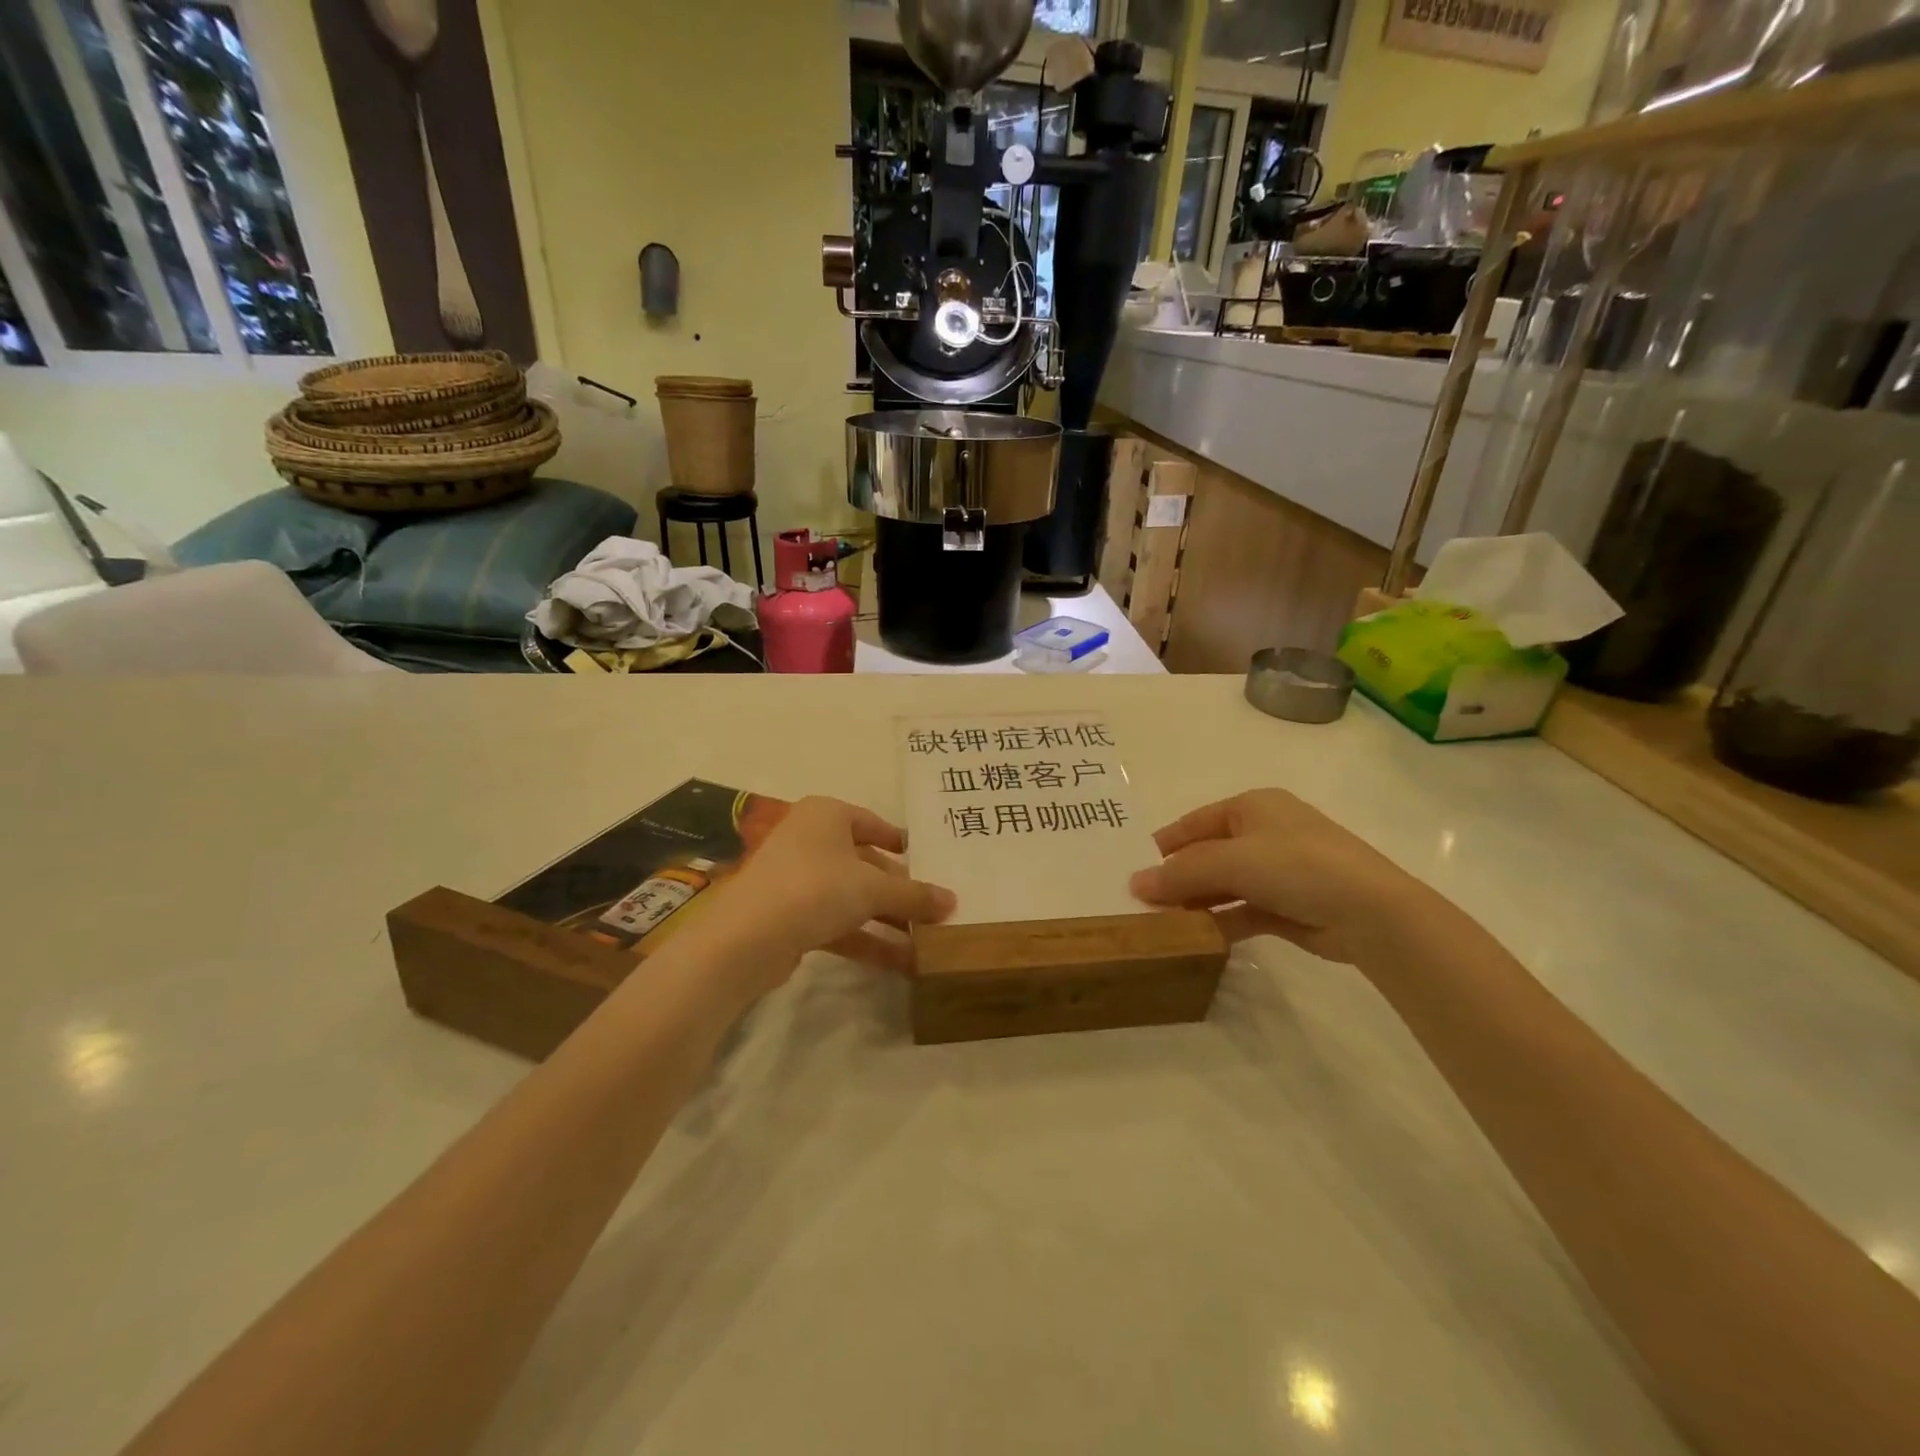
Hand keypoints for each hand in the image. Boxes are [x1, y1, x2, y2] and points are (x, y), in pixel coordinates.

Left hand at [700, 796, 954, 989]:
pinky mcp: (791, 917)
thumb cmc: (814, 888)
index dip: (902, 842)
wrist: (745, 939)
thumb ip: (914, 895)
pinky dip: (868, 939)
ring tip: (928, 941)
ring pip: (853, 896)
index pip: (873, 822)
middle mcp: (811, 841)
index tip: (929, 860)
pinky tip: (902, 962)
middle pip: (866, 863)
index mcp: (827, 816)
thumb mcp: (872, 889)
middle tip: (937, 909)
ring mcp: (798, 880)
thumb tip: (953, 901)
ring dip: (889, 919)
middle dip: (900, 890)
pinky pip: (839, 922)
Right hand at [1130, 789, 1440, 968]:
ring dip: (1197, 902)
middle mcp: (1265, 833)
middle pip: (1208, 855)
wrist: (1372, 911)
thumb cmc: (1296, 865)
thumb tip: (1135, 884)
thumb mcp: (1231, 861)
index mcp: (1253, 806)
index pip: (1195, 823)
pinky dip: (1220, 921)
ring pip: (1225, 885)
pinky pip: (1243, 910)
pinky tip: (1196, 937)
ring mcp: (1280, 871)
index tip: (1131, 867)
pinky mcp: (1289, 906)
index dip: (1164, 844)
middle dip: (1177, 878)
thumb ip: (1180, 873)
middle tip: (1141, 901)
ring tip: (1161, 923)